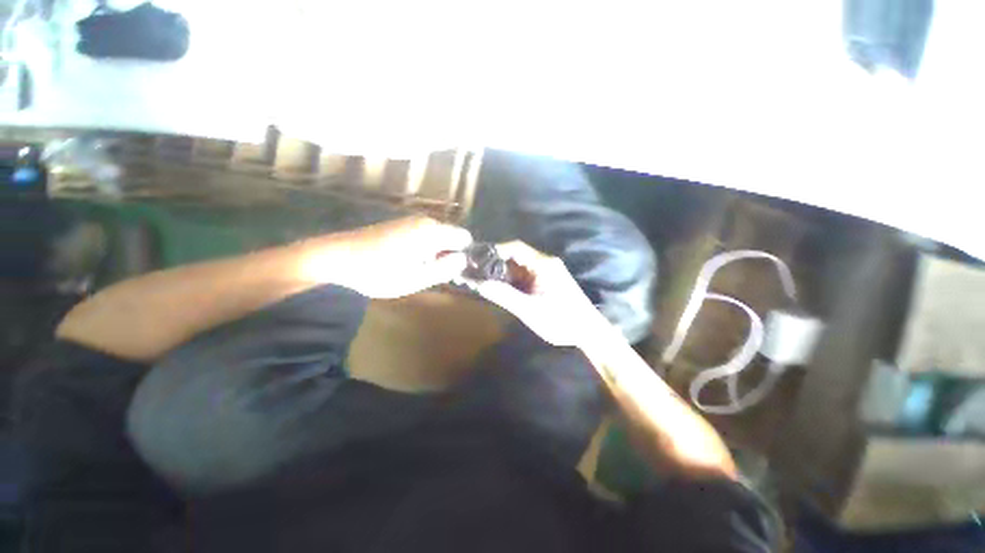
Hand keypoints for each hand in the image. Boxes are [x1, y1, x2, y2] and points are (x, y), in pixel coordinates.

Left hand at [304, 217, 472, 298]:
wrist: (334, 260)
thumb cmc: (380, 272)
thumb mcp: (419, 277)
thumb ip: (446, 267)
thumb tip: (463, 259)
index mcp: (432, 230)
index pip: (464, 237)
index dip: (464, 254)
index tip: (454, 270)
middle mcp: (423, 220)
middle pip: (449, 235)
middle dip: (448, 254)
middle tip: (434, 274)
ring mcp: (408, 221)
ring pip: (435, 236)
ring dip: (434, 253)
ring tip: (417, 270)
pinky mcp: (396, 225)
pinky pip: (420, 236)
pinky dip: (421, 249)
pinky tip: (404, 262)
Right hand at [460, 241, 612, 346]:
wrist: (588, 332)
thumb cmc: (561, 320)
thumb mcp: (530, 310)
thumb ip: (505, 296)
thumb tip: (480, 284)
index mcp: (543, 265)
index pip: (516, 247)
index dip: (495, 249)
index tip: (477, 257)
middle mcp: (544, 264)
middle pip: (515, 256)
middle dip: (495, 263)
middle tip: (475, 271)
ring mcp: (545, 273)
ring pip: (518, 268)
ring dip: (502, 274)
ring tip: (482, 281)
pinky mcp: (545, 283)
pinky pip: (523, 277)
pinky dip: (510, 282)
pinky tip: (499, 290)